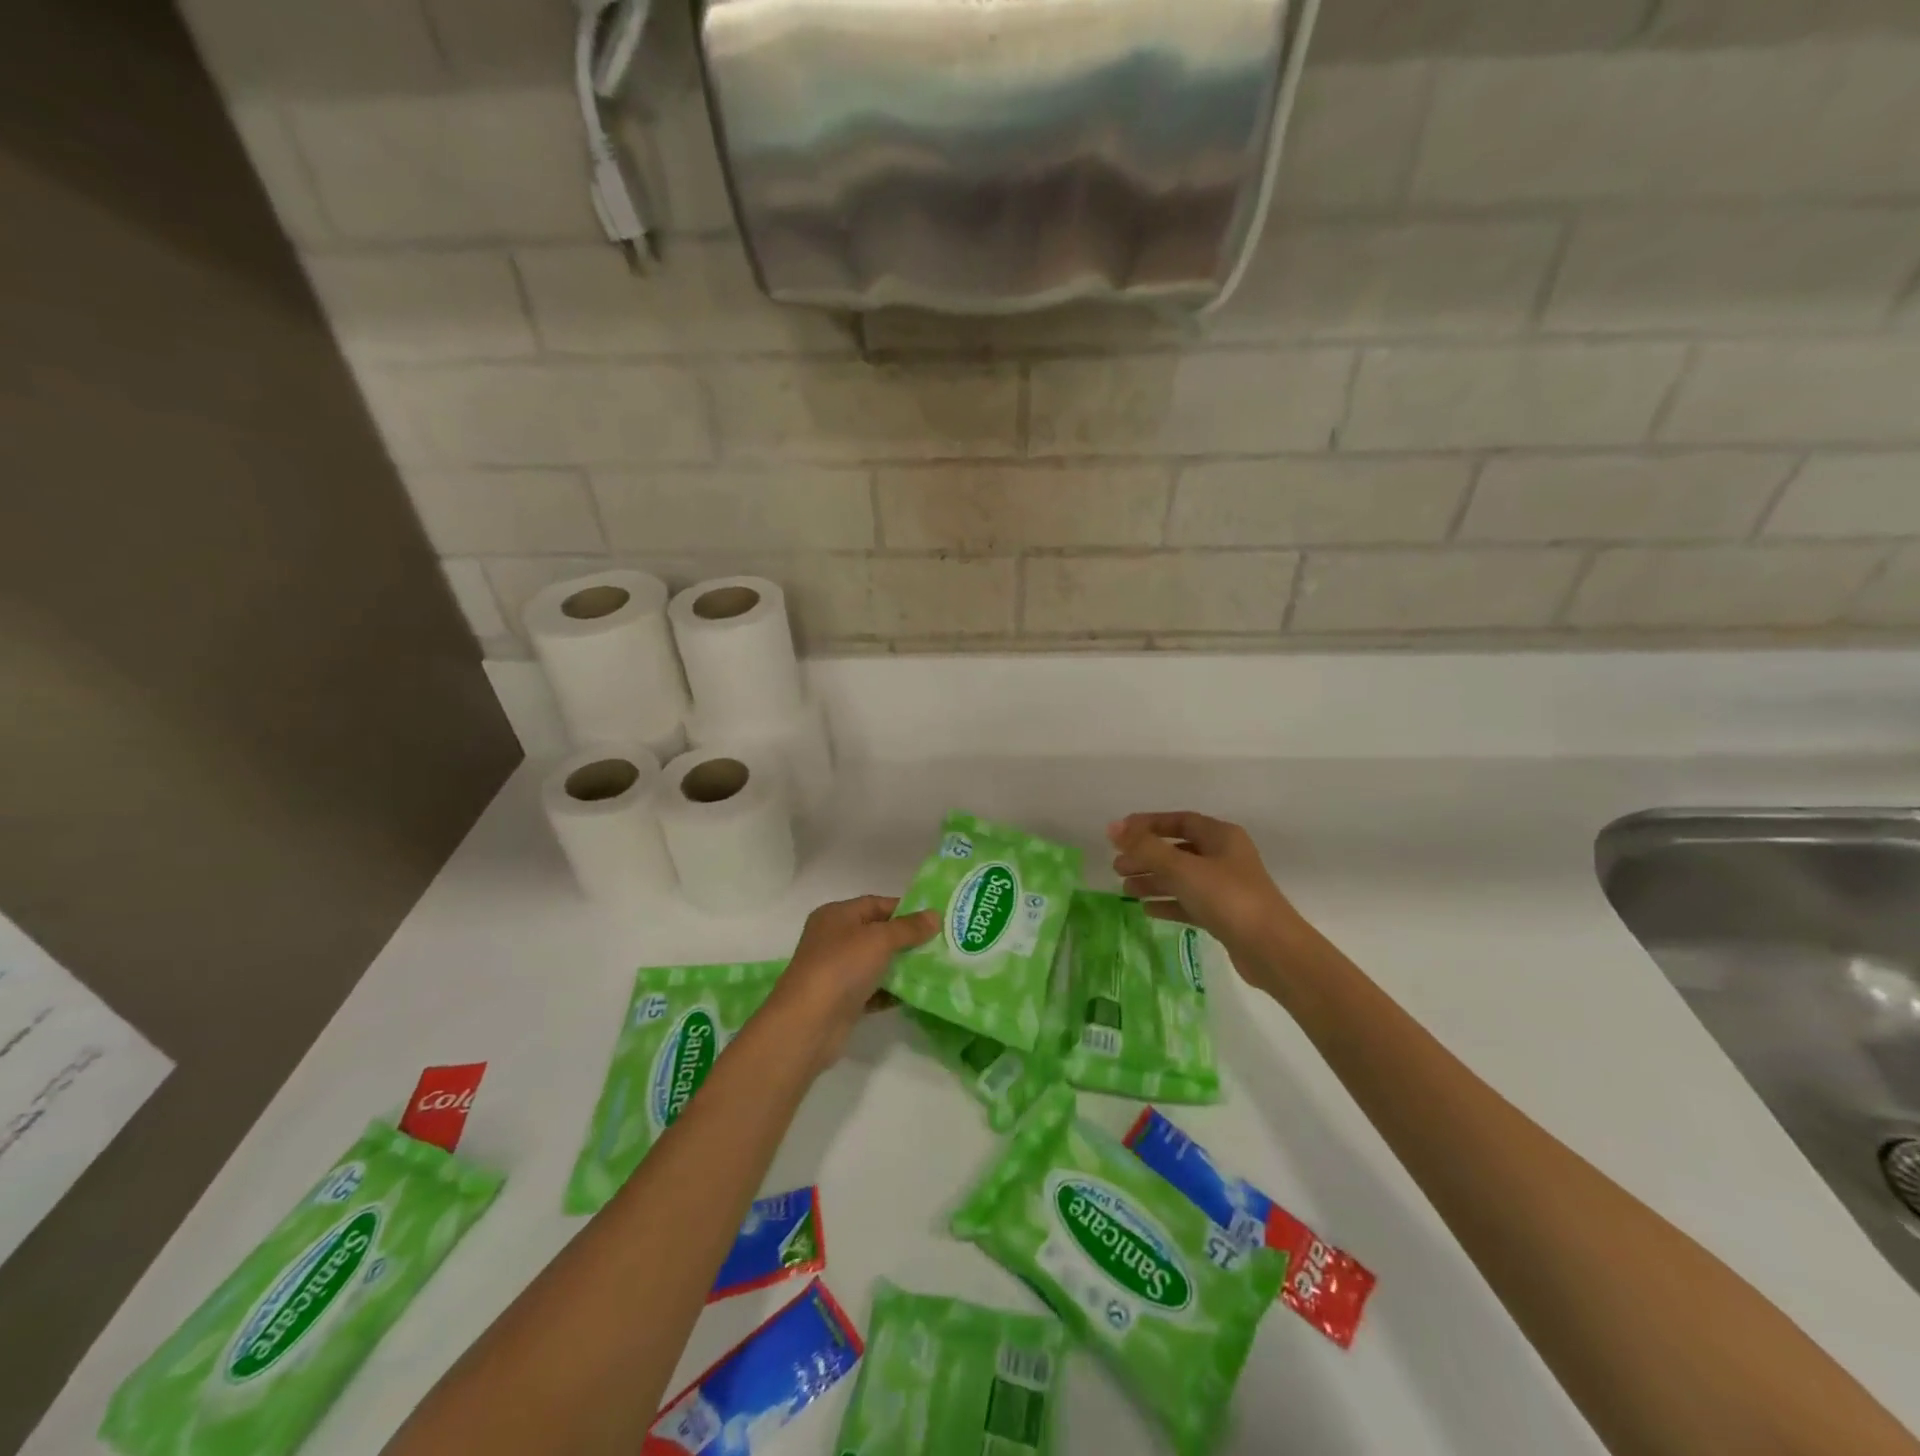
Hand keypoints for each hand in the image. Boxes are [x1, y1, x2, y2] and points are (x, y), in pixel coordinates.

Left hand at [764, 895, 937, 1069]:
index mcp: (836, 916)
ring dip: (902, 966)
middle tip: (940, 944)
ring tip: (936, 967)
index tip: (934, 919)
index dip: (905, 909)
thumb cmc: (842, 967)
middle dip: (907, 939)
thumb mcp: (879, 939)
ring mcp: (837, 971)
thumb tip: (935, 915)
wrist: (808, 1023)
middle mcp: (834, 939)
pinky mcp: (843, 1001)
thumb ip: (909, 928)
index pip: (875, 904)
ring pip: (876, 963)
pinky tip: (916, 993)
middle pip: (877, 933)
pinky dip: (892, 991)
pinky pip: (873, 990)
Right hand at [1108, 812, 1300, 985]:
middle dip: (1146, 856)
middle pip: (1177, 850)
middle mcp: (1224, 857)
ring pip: (1182, 877)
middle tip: (1117, 867)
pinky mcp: (1225, 915)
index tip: (1119, 834)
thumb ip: (1146, 848)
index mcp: (1221, 836)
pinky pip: (1190, 902)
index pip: (1179, 821)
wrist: (1272, 950)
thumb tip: (1113, 828)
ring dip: (1154, 881)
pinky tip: (1147, 910)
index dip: (1148, 825)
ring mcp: (1226, 887)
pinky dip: (1168, 903)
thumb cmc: (1228, 898)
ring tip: (1125, 889)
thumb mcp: (1182, 868)